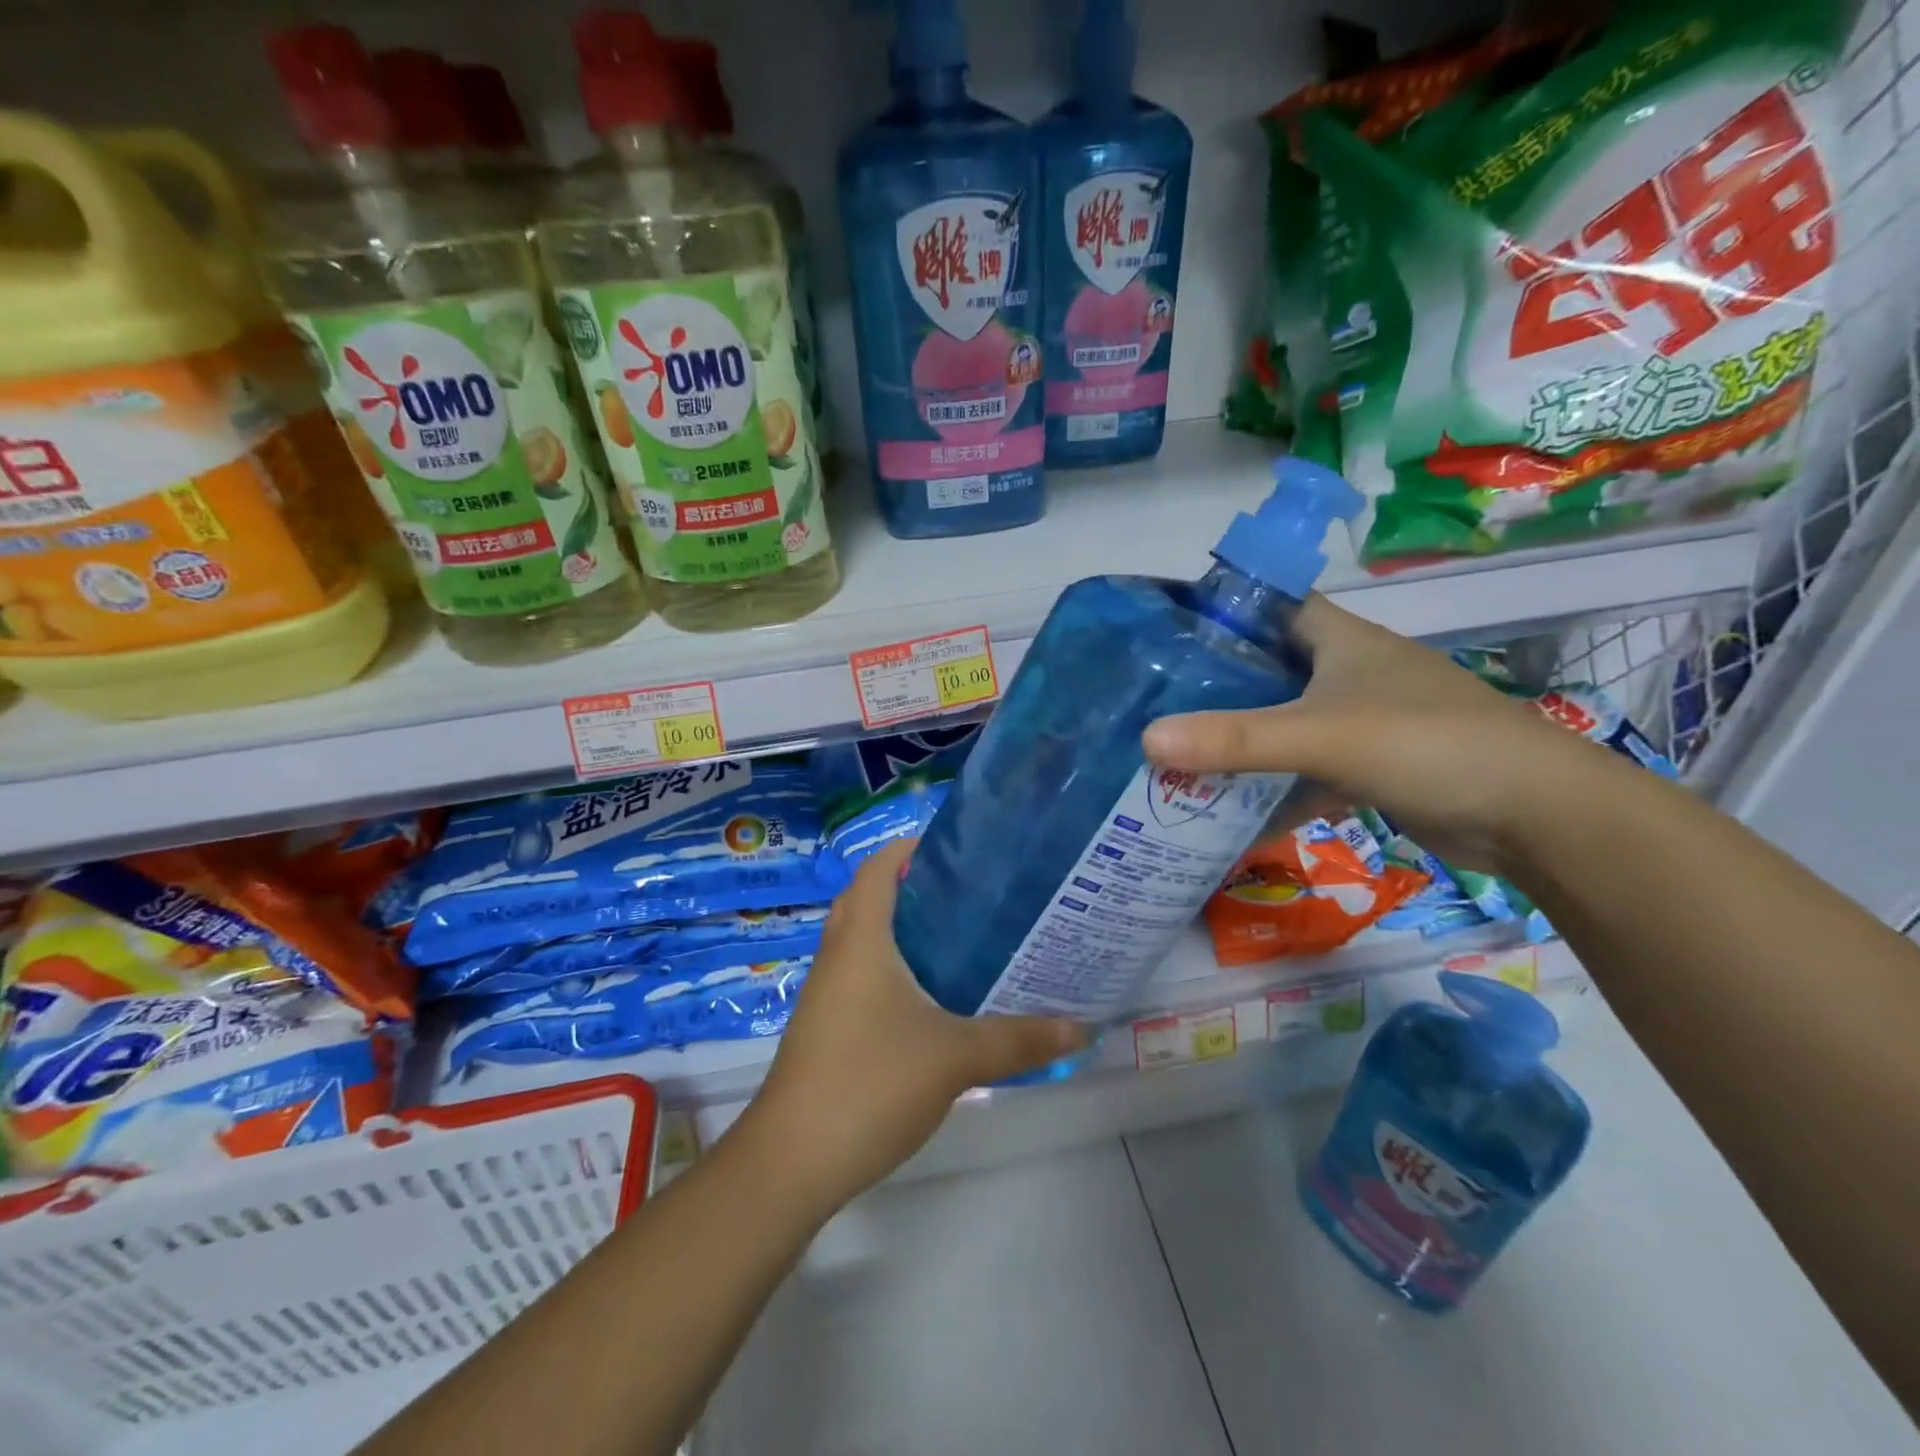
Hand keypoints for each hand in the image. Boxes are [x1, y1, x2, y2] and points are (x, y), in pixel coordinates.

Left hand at [742, 841, 1086, 1211]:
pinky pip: (860, 975)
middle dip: (910, 887)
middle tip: (966, 893)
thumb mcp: (955, 1057)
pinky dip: (892, 968)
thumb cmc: (870, 1083)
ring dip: (901, 930)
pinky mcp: (826, 1027)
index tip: (955, 848)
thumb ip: (1018, 1040)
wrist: (792, 1160)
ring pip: (863, 940)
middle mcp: (838, 955)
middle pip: (868, 899)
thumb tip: (1080, 1027)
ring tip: (959, 936)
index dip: (909, 847)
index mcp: (862, 940)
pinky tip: (932, 997)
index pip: (878, 869)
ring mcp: (827, 993)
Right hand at [1143, 595, 1601, 871]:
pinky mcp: (1371, 767)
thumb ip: (1237, 739)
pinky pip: (1305, 769)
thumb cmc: (1429, 744)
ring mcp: (1361, 721)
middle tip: (1153, 703)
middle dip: (1215, 686)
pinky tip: (1230, 812)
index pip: (1270, 603)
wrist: (1536, 816)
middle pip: (1268, 668)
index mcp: (1341, 639)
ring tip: (1174, 756)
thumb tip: (1147, 741)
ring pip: (1284, 723)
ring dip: (1239, 742)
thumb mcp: (1323, 736)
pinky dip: (1272, 788)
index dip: (1221, 610)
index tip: (1164, 633)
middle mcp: (1348, 672)